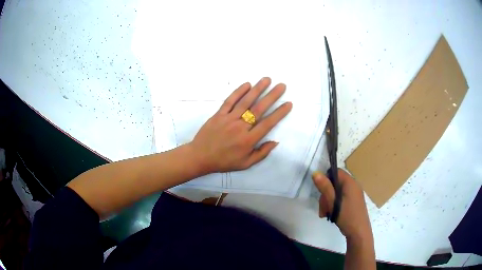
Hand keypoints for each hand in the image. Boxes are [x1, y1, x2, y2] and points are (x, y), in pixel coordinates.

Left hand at [189, 77, 291, 173]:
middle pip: (259, 109)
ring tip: (267, 79)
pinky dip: (238, 92)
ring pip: (245, 102)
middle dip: (272, 96)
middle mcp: (240, 127)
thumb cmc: (224, 161)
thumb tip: (275, 141)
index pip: (268, 123)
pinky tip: (247, 84)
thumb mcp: (246, 163)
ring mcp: (229, 119)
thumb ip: (261, 153)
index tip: (288, 103)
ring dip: (257, 89)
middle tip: (282, 86)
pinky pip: (229, 101)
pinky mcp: (218, 114)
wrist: (200, 157)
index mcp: (248, 140)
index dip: (279, 113)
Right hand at [312, 169, 372, 241]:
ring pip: (336, 192)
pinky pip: (341, 198)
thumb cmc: (347, 216)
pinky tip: (331, 214)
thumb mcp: (333, 202)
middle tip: (322, 208)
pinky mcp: (354, 202)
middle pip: (335, 183)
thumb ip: (325, 187)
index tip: (320, 192)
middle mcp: (353, 185)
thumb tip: (315, 173)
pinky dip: (334, 204)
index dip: (326, 179)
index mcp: (350, 183)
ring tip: (325, 214)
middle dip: (326, 195)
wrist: (359, 232)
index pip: (336, 172)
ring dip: (328, 202)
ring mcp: (354, 194)